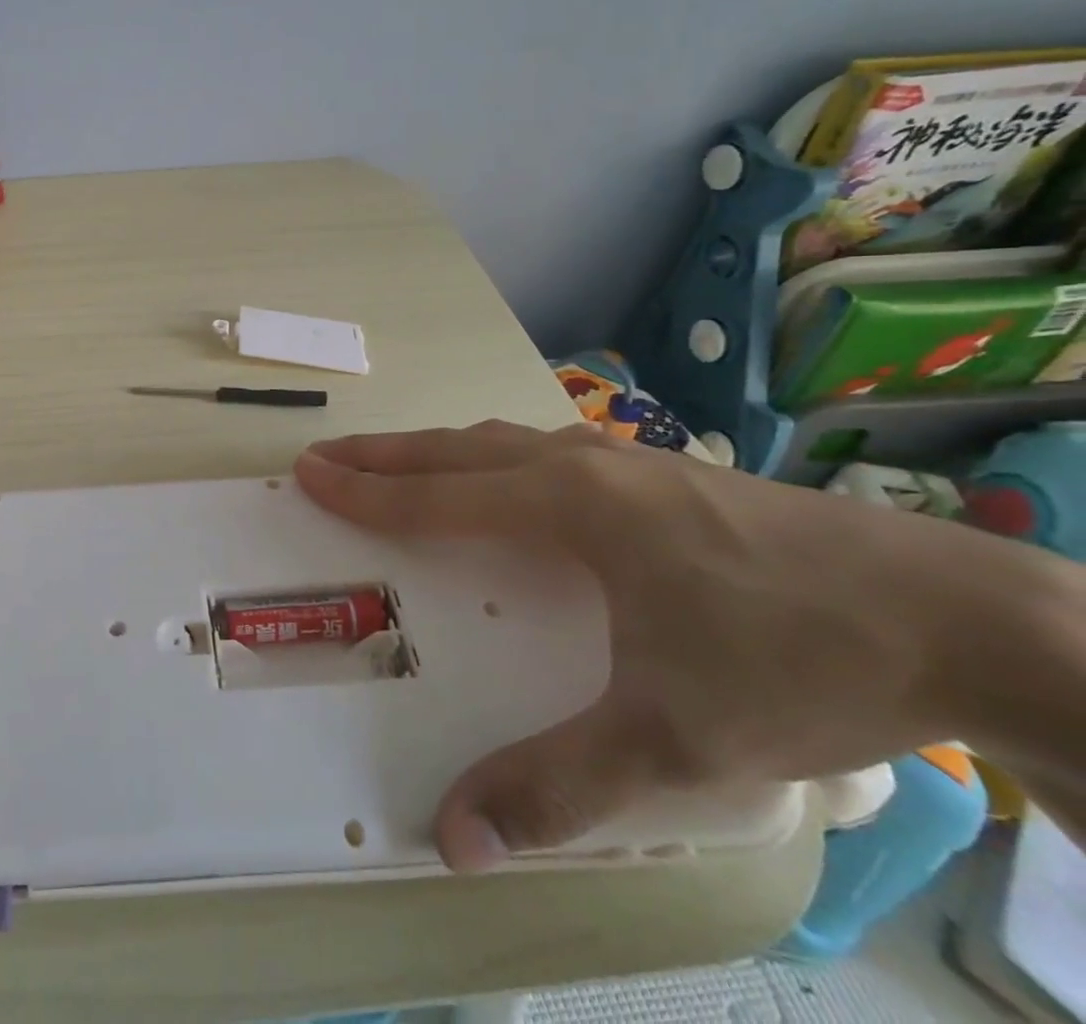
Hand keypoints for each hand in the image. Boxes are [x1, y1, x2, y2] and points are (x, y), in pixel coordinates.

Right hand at [293, 421, 1025, 871]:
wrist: (972, 618)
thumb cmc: (801, 663)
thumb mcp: (674, 741)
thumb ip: (557, 788)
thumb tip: (453, 838)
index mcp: (570, 508)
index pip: (437, 496)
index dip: (366, 490)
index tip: (309, 471)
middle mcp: (586, 468)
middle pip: (458, 450)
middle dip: (384, 454)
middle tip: (327, 453)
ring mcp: (632, 461)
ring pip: (504, 443)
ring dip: (439, 451)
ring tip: (398, 462)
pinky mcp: (670, 473)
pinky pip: (548, 453)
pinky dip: (495, 457)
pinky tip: (511, 480)